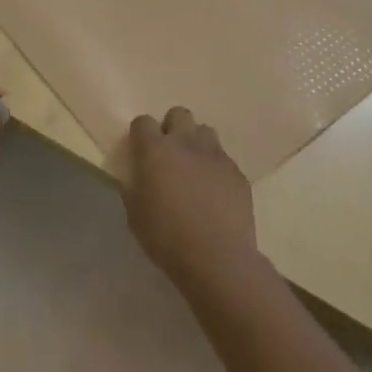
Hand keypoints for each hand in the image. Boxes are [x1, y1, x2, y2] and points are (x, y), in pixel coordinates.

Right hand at [123, 108, 259, 287]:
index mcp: (155, 151)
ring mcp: (216, 156)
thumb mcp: (135, 214)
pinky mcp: (237, 173)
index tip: (140, 151)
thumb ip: (134, 186)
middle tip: (169, 154)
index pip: (143, 122)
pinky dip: (215, 167)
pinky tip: (214, 191)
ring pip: (205, 131)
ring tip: (194, 168)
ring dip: (196, 143)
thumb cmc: (167, 237)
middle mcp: (186, 144)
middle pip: (179, 114)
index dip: (140, 134)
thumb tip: (137, 176)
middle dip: (172, 128)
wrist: (218, 258)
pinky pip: (223, 158)